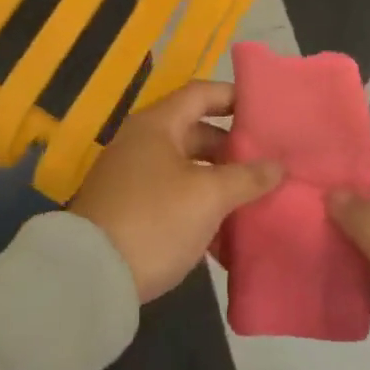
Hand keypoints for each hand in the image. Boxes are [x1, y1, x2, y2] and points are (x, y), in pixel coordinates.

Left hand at [71, 80, 283, 302]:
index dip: (234, 97)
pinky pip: (174, 195)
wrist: (91, 276)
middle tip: (268, 162)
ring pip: (186, 168)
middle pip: (195, 132)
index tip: (267, 111)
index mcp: (157, 124)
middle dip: (232, 148)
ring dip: (218, 181)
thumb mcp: (208, 196)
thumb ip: (247, 177)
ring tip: (254, 198)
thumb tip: (277, 165)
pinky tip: (225, 233)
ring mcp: (133, 177)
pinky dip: (199, 206)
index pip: (202, 93)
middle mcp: (142, 142)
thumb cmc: (155, 220)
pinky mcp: (130, 210)